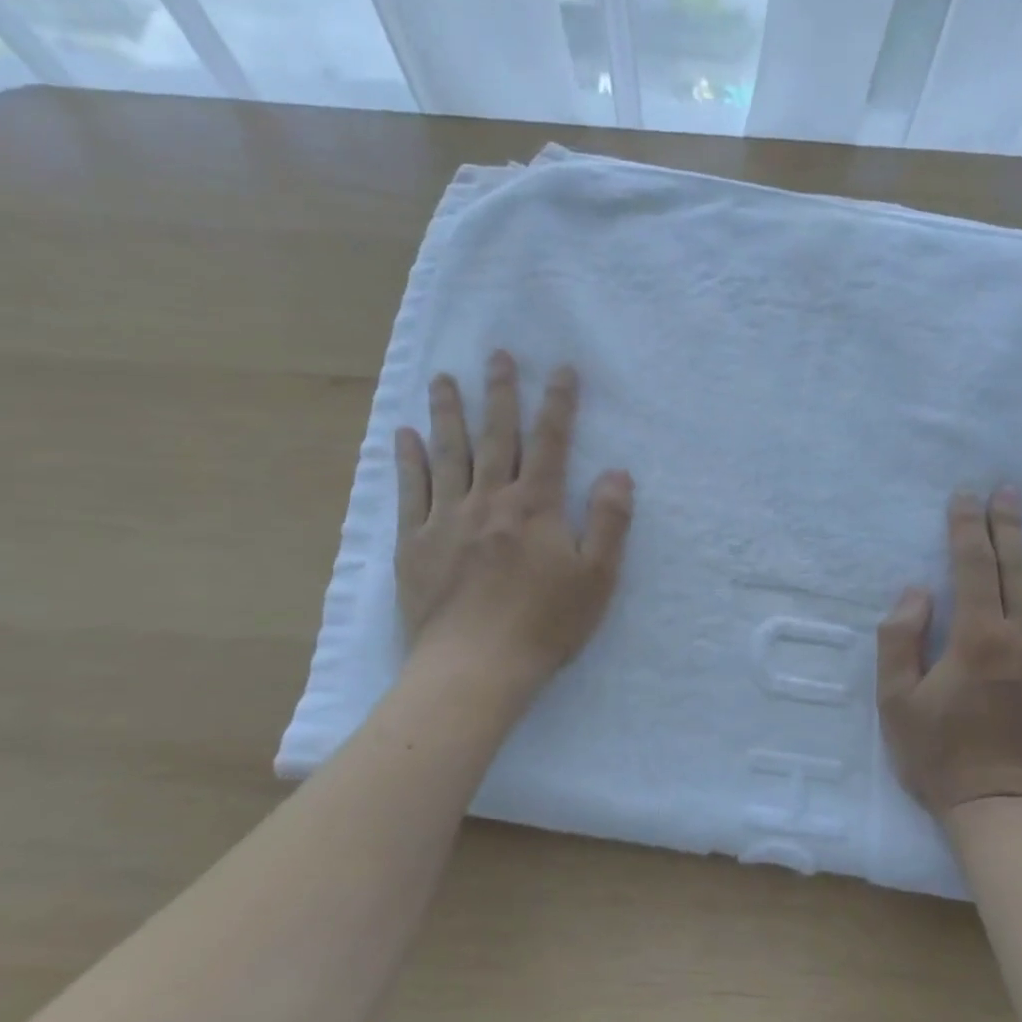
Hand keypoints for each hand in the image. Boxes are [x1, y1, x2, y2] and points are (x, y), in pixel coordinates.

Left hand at [395, 351, 632, 685]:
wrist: (475, 666)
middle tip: (496, 355)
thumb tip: (618, 472)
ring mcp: (447, 518)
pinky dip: (407, 460)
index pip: (551, 443)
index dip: (558, 403)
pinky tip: (403, 435)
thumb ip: (610, 522)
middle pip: (496, 437)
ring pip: (448, 454)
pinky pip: (410, 491)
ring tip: (442, 379)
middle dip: (499, 394)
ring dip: (447, 413)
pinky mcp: (415, 543)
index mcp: (536, 507)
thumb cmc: (544, 625)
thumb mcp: (597, 579)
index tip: (561, 369)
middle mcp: (490, 500)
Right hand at [877, 488, 1021, 821]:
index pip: (973, 566)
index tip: (965, 496)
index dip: (967, 527)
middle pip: (1019, 567)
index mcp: (978, 639)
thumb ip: (899, 642)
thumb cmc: (943, 760)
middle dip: (1009, 524)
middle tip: (1009, 488)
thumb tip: (918, 592)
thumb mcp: (896, 705)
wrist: (1008, 813)